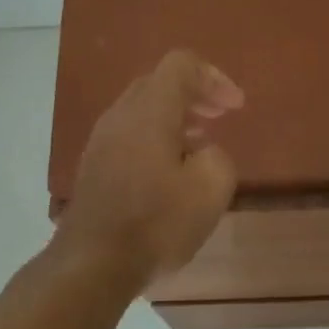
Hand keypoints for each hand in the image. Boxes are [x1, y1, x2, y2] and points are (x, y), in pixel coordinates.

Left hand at [55, 50, 243, 286]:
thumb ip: (218, 157)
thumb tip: (203, 153)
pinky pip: (130, 135)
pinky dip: (156, 139)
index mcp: (149, 110)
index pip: (181, 65)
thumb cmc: (157, 222)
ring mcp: (101, 141)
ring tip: (201, 145)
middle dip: (195, 95)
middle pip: (158, 83)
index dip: (215, 78)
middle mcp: (120, 116)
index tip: (236, 108)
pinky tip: (171, 172)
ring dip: (175, 118)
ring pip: (142, 111)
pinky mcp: (93, 167)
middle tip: (221, 116)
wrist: (93, 263)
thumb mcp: (211, 188)